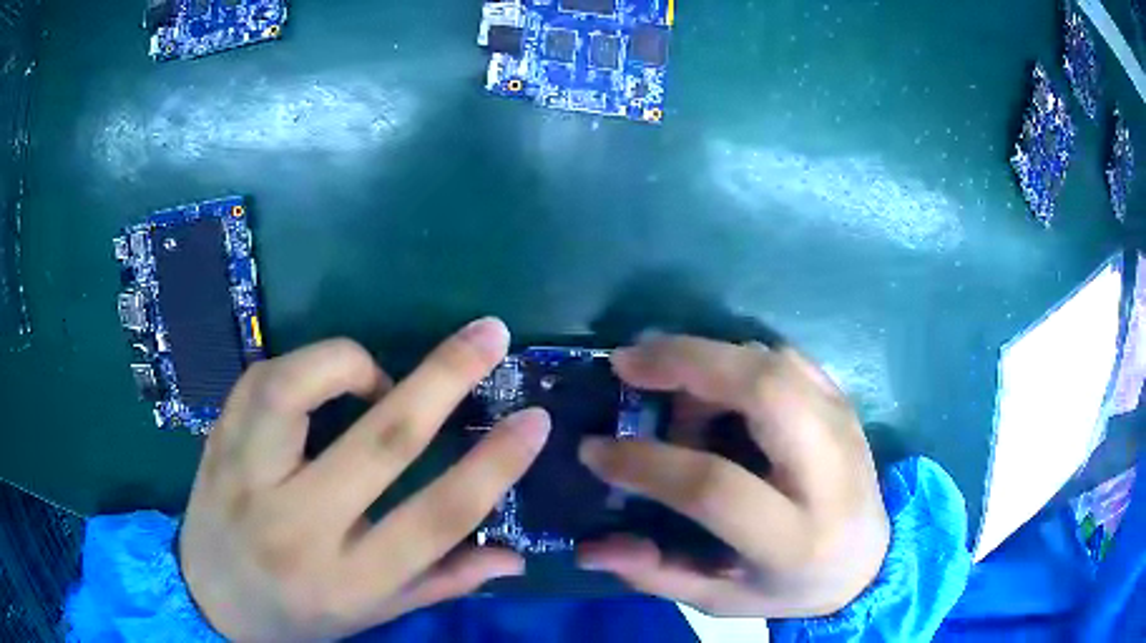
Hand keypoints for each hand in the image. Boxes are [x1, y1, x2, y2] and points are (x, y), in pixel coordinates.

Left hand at [179, 318, 550, 641]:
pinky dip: (301, 367)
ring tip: (376, 374)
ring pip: (295, 391)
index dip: (494, 466)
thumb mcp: (372, 614)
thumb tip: (514, 557)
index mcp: (348, 579)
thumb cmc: (298, 616)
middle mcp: (297, 526)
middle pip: (379, 442)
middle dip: (444, 379)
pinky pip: (259, 380)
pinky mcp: (218, 444)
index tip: (534, 420)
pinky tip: (320, 383)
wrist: (210, 600)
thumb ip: (442, 582)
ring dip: (351, 363)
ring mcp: (247, 478)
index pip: (435, 518)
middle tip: (488, 335)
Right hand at [577, 336, 888, 617]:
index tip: (595, 449)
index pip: (715, 485)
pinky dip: (740, 357)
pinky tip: (713, 382)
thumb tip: (591, 547)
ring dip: (710, 360)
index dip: (647, 462)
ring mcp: (844, 427)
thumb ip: (657, 574)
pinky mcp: (844, 405)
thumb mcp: (721, 601)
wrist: (868, 561)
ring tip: (668, 384)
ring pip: (775, 363)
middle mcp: (828, 473)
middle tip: (628, 362)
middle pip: (764, 391)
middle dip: (688, 363)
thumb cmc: (791, 588)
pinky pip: (787, 359)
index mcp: (795, 537)